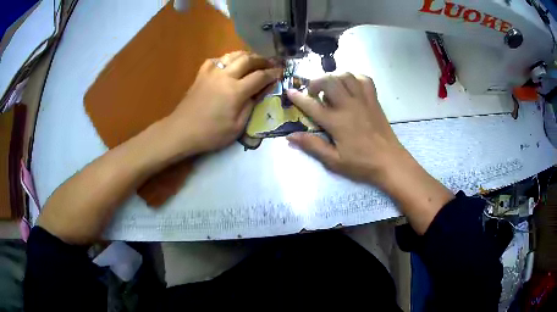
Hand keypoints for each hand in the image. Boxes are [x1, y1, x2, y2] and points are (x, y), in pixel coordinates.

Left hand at [167, 51, 281, 155]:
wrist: (182, 131)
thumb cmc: (210, 134)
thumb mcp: (237, 127)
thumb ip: (250, 107)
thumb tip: (258, 93)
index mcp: (236, 91)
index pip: (260, 76)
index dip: (272, 73)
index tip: (280, 72)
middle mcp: (226, 76)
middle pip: (248, 60)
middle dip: (262, 59)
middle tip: (270, 63)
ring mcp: (211, 73)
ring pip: (232, 55)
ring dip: (246, 55)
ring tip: (254, 60)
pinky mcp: (201, 75)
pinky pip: (215, 60)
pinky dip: (225, 59)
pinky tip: (228, 64)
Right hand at [286, 73, 407, 187]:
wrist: (390, 161)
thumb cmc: (362, 163)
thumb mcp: (334, 160)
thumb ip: (312, 146)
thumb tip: (290, 136)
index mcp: (337, 122)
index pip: (312, 105)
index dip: (297, 97)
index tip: (289, 92)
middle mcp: (349, 105)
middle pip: (329, 81)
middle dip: (316, 82)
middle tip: (313, 92)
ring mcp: (363, 100)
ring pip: (346, 76)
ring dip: (334, 77)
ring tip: (330, 87)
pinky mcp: (374, 100)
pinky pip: (364, 79)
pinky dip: (355, 77)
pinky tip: (350, 85)